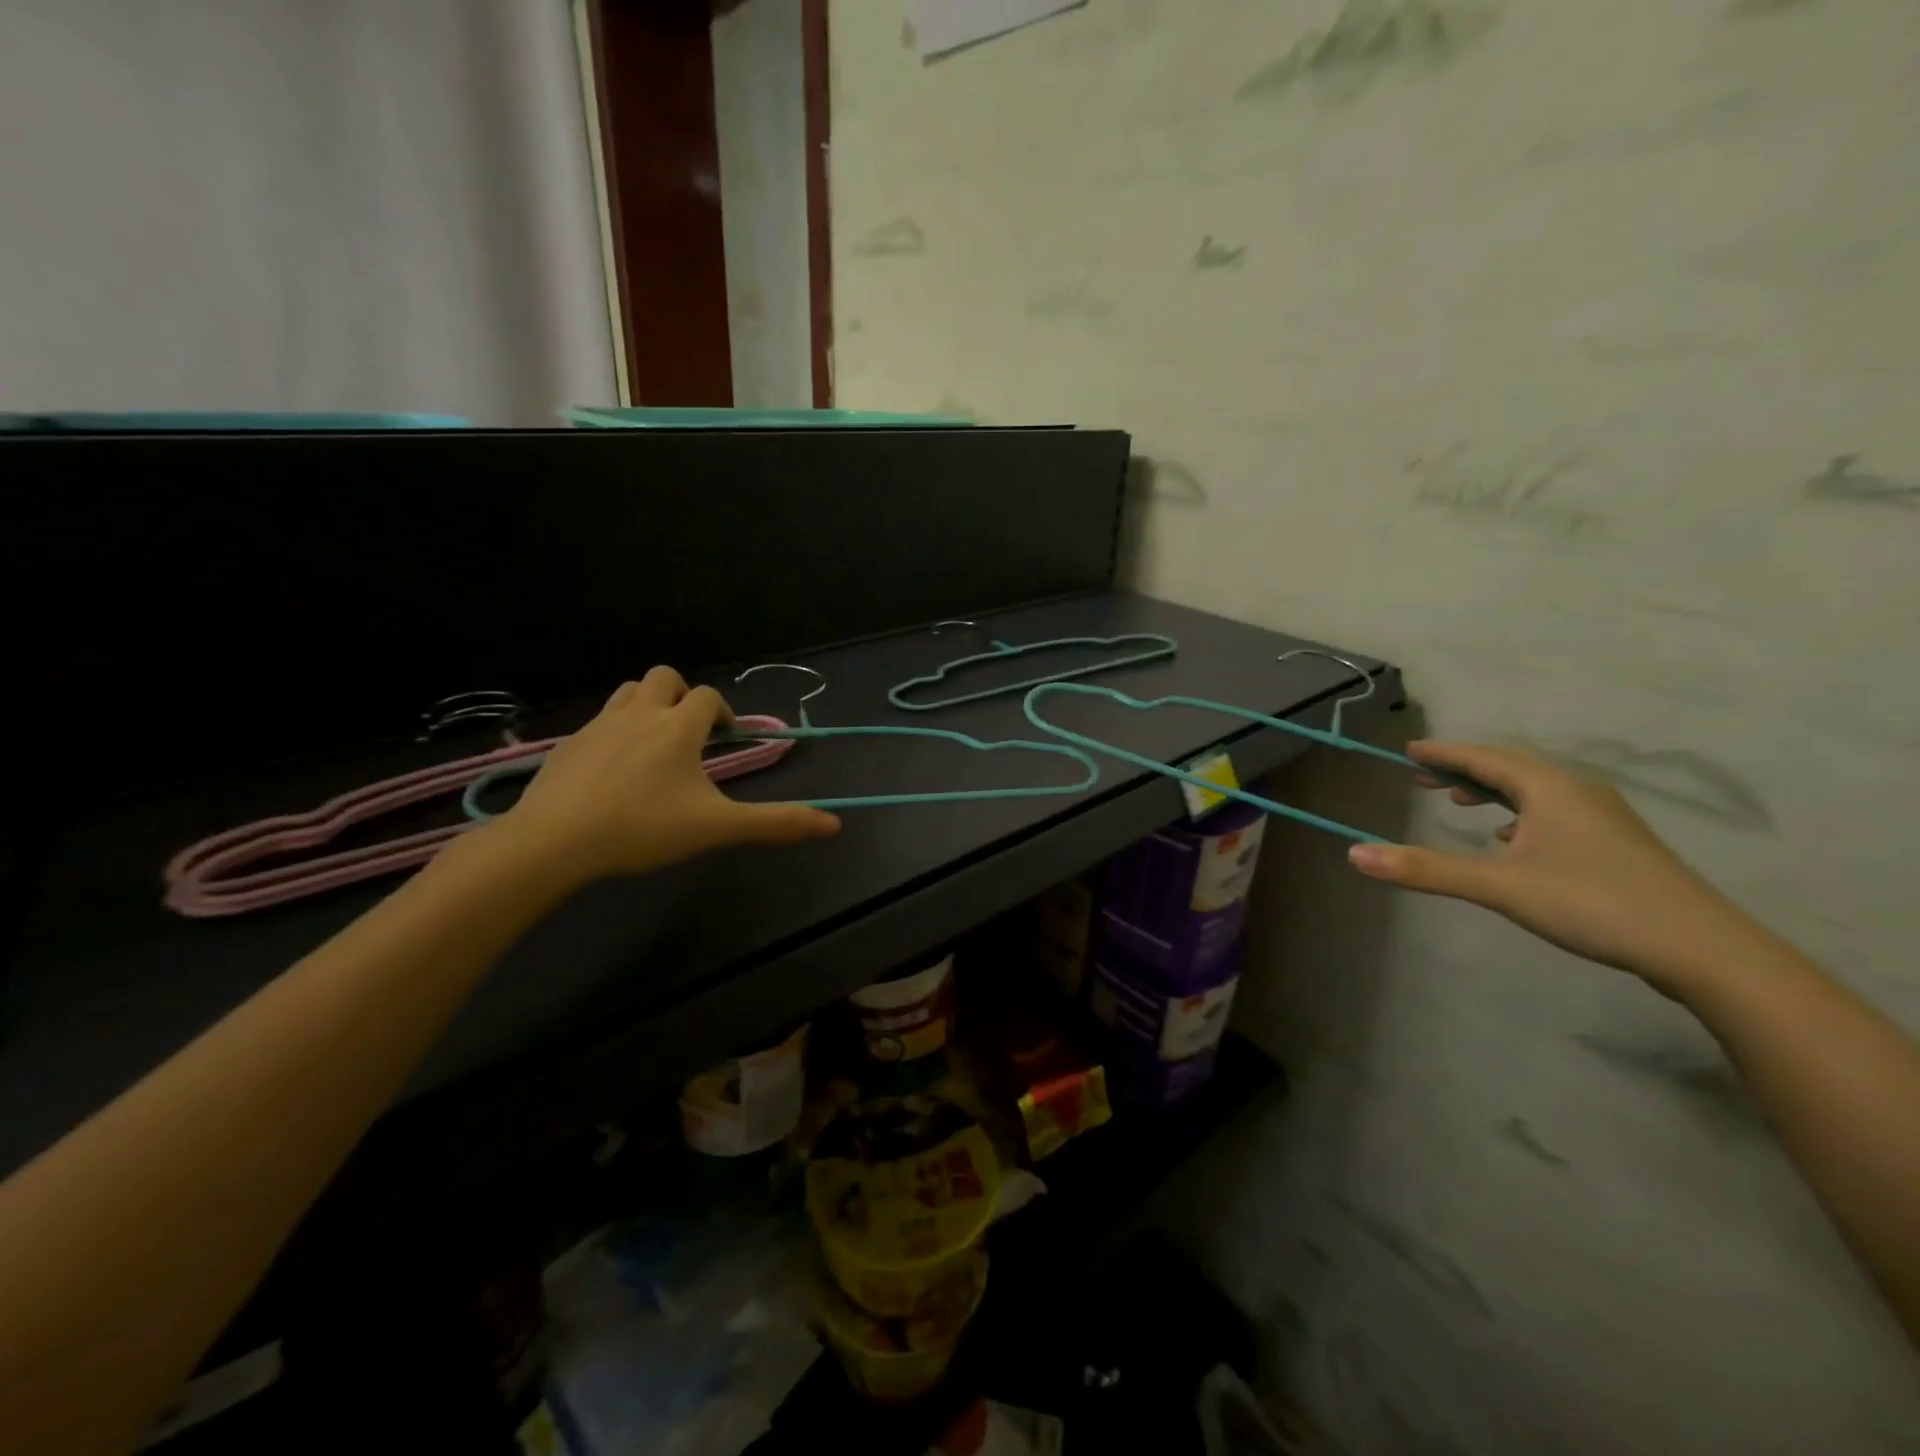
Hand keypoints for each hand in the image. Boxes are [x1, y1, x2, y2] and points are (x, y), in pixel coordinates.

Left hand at [498, 667, 839, 883]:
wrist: (553, 841)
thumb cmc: (643, 828)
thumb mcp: (716, 828)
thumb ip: (775, 824)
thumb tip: (834, 826)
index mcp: (678, 727)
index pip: (708, 697)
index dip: (723, 712)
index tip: (726, 740)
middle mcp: (640, 714)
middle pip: (664, 677)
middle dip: (682, 696)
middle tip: (689, 735)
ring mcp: (598, 726)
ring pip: (628, 692)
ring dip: (647, 705)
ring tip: (654, 745)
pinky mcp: (567, 745)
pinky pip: (598, 722)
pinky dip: (615, 732)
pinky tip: (613, 772)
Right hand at [1348, 741, 1760, 986]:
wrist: (1703, 949)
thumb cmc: (1593, 903)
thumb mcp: (1499, 886)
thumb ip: (1425, 870)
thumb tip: (1354, 854)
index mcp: (1549, 788)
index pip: (1484, 757)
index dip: (1443, 753)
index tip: (1408, 750)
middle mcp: (1577, 790)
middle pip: (1510, 765)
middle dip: (1463, 767)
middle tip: (1423, 776)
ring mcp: (1603, 816)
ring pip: (1535, 788)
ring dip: (1492, 789)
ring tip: (1459, 801)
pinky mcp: (1616, 842)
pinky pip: (1554, 809)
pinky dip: (1520, 812)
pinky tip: (1509, 837)